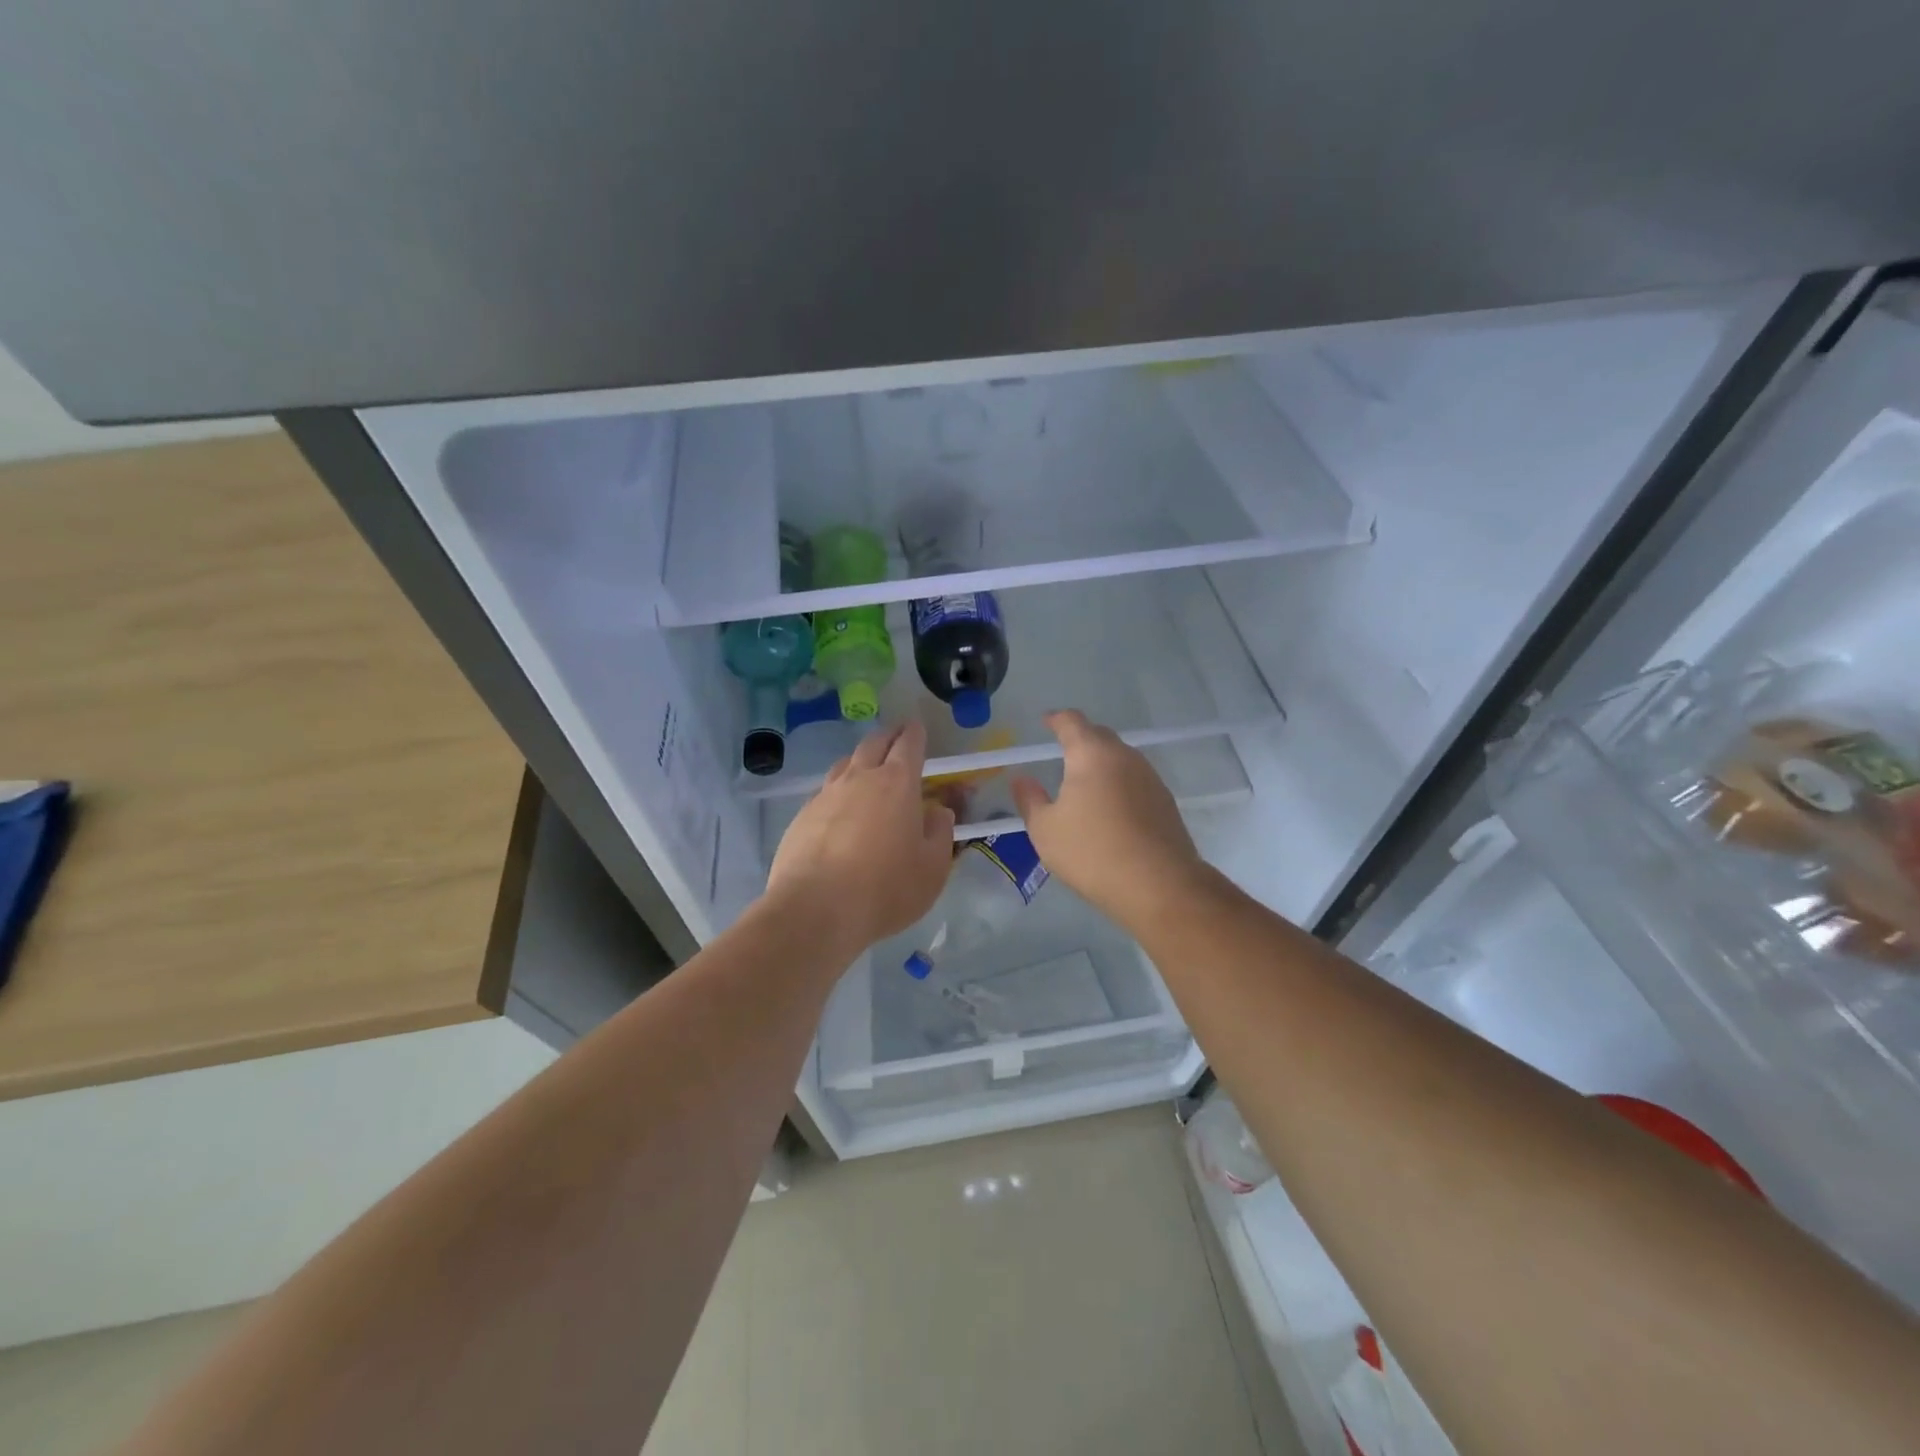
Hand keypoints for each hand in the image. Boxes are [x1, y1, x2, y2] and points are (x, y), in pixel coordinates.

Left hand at [766, 721, 956, 953]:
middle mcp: (859, 779)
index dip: (915, 733)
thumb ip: (940, 833)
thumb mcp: (932, 868)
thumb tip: (939, 812)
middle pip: (873, 744)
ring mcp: (826, 795)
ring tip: (867, 766)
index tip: (917, 726)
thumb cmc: (885, 888)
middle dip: (888, 736)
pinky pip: (825, 791)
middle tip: (897, 737)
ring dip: (860, 759)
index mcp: (897, 783)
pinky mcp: (802, 816)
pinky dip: (838, 790)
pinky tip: (841, 807)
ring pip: (845, 764)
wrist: (816, 910)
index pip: (908, 745)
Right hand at [1011, 711, 1204, 925]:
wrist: (1159, 885)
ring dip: (1102, 763)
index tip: (1046, 721)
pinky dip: (1119, 784)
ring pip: (1120, 758)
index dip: (1056, 719)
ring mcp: (1150, 777)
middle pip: (1099, 736)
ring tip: (1084, 783)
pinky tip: (1110, 808)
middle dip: (1080, 739)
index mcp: (1091, 754)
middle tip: (1062, 752)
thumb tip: (1022, 779)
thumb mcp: (1045, 830)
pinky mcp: (1165, 801)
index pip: (1072, 721)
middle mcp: (1124, 756)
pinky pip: (1135, 780)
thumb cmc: (1092, 852)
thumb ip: (1030, 799)